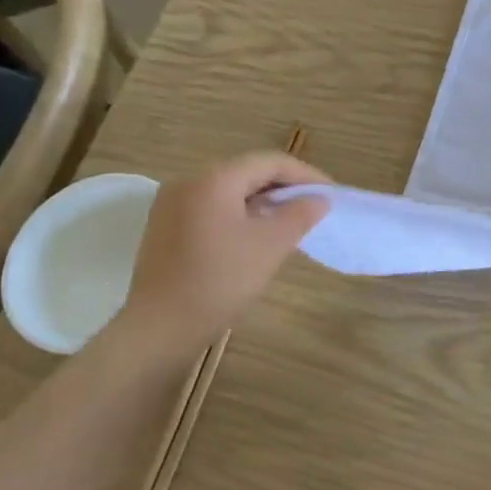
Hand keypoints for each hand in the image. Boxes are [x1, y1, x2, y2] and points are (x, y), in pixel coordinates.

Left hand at [107, 152, 331, 360]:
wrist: (160, 327)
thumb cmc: (220, 280)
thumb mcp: (270, 245)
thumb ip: (299, 214)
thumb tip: (319, 199)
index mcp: (215, 178)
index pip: (270, 162)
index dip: (305, 175)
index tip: (330, 194)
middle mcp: (189, 180)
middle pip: (247, 172)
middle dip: (283, 187)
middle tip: (313, 207)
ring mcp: (171, 203)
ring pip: (228, 190)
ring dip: (262, 201)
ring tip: (289, 221)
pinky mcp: (165, 226)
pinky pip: (211, 207)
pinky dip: (238, 213)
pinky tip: (254, 235)